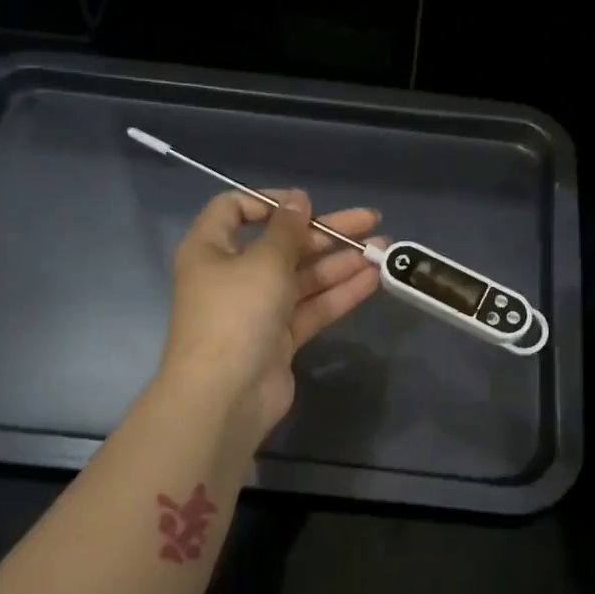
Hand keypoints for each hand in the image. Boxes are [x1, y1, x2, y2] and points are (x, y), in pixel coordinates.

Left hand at [157, 189, 385, 450]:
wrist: (225, 396)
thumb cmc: (235, 314)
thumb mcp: (264, 261)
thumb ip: (287, 229)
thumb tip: (298, 198)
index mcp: (211, 248)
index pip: (235, 209)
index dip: (271, 201)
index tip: (307, 204)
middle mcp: (232, 275)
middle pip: (282, 244)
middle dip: (326, 232)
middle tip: (369, 221)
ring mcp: (257, 308)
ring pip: (303, 277)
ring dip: (341, 262)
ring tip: (383, 248)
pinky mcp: (279, 337)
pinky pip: (311, 306)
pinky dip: (339, 293)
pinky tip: (373, 279)